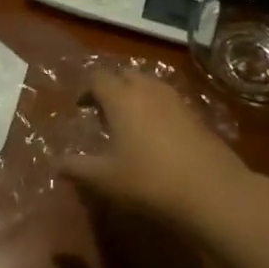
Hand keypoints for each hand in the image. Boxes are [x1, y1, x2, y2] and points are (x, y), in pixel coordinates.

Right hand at [56, 69, 268, 229]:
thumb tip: (55, 162)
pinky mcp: (197, 116)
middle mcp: (148, 90)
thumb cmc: (149, 181)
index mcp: (121, 98)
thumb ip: (76, 168)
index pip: (97, 77)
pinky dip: (156, 109)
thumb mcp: (105, 179)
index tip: (80, 108)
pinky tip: (156, 137)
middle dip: (112, 87)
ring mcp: (176, 101)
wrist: (213, 192)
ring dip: (135, 96)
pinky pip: (168, 101)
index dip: (85, 89)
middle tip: (103, 112)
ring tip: (129, 123)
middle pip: (125, 74)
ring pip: (150, 85)